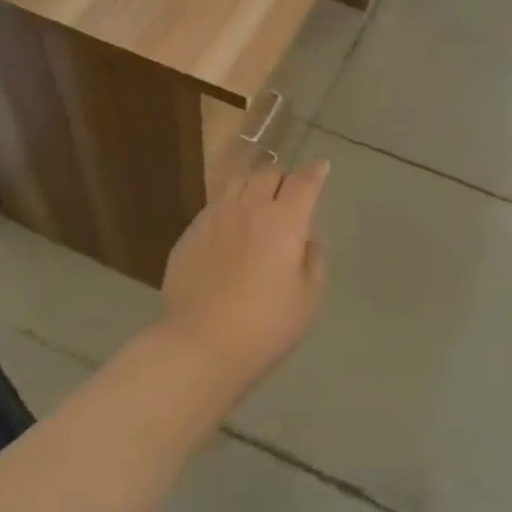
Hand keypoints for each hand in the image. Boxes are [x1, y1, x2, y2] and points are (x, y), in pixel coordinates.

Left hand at [159, 160, 329, 391]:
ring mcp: (215, 217)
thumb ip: (314, 262)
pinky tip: (230, 226)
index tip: (321, 168)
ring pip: (238, 182)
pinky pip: (214, 205)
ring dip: (254, 184)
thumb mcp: (309, 300)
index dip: (315, 172)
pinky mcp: (190, 233)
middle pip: (268, 174)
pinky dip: (229, 206)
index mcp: (284, 221)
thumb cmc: (266, 325)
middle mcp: (249, 208)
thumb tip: (308, 240)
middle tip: (289, 192)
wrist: (202, 344)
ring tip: (258, 200)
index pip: (304, 182)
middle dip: (284, 177)